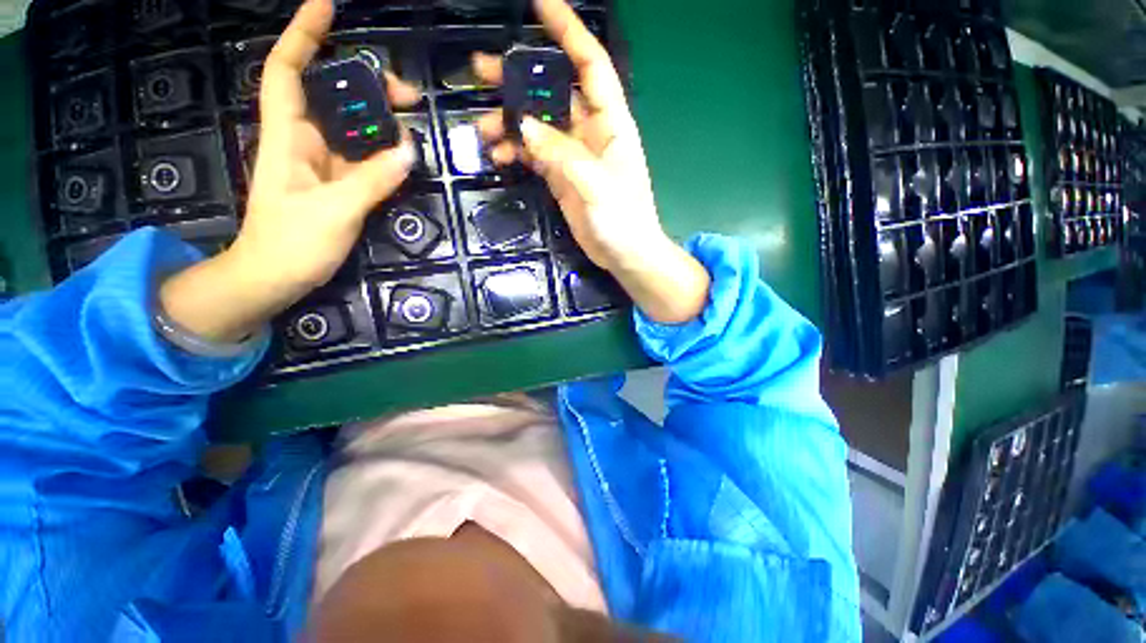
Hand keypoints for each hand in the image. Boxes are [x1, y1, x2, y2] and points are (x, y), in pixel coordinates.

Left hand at [160, 0, 419, 342]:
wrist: (275, 277)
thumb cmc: (291, 243)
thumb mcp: (333, 211)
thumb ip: (372, 180)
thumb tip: (409, 150)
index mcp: (287, 137)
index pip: (286, 71)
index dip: (303, 36)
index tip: (328, 7)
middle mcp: (304, 141)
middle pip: (332, 96)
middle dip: (365, 84)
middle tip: (407, 94)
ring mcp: (324, 164)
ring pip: (352, 128)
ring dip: (381, 120)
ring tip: (413, 121)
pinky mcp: (339, 184)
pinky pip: (364, 159)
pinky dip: (385, 153)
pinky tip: (405, 154)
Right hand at [474, 0, 709, 322]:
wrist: (625, 255)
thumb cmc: (623, 220)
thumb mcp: (596, 185)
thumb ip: (562, 154)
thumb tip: (524, 126)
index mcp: (611, 123)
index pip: (590, 65)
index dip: (569, 31)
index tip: (540, 3)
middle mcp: (590, 132)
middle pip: (553, 92)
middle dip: (519, 79)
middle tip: (479, 71)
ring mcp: (573, 156)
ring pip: (537, 125)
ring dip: (509, 123)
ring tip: (483, 129)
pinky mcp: (561, 177)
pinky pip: (534, 155)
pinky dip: (516, 152)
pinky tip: (499, 158)